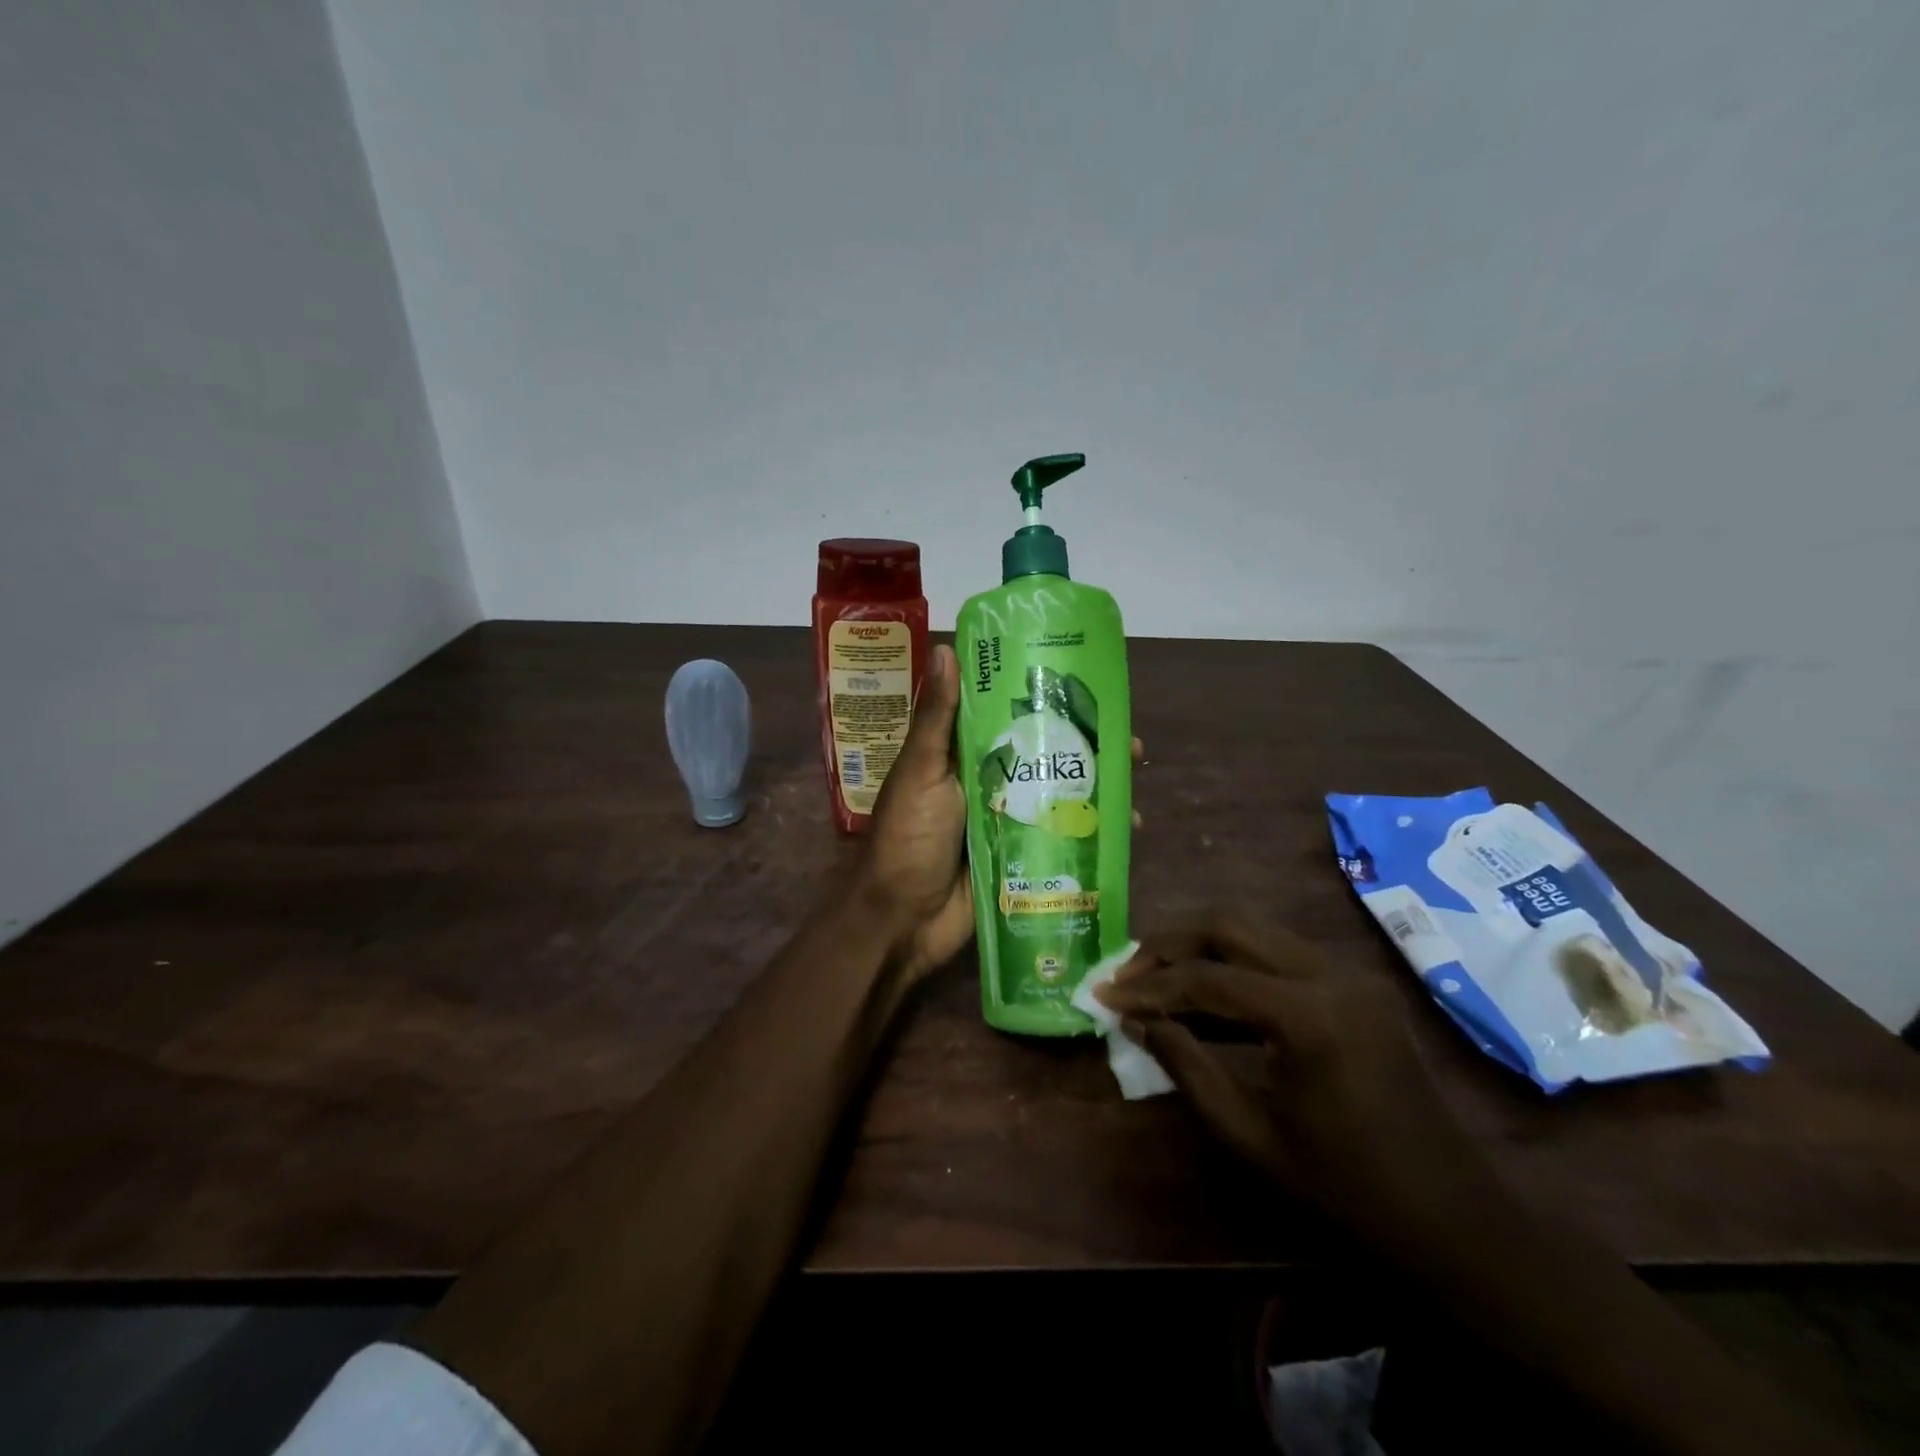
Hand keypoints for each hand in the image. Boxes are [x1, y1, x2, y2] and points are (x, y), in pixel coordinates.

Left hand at [864, 645, 1148, 980]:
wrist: (902, 921)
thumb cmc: (907, 839)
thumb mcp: (921, 772)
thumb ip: (937, 718)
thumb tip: (946, 648)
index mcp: (965, 755)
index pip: (1012, 716)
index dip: (1050, 702)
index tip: (1092, 691)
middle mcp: (991, 783)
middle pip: (1046, 757)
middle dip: (1088, 751)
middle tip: (1131, 748)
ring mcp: (1008, 822)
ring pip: (1058, 797)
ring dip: (1096, 792)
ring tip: (1134, 792)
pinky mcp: (1021, 859)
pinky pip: (1059, 839)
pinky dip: (1090, 834)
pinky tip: (1125, 833)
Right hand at [1095, 917, 1484, 1239]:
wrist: (1455, 1224)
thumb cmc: (1347, 1193)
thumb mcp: (1250, 1137)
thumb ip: (1186, 1067)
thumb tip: (1136, 1020)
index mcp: (1308, 1015)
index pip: (1207, 980)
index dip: (1149, 986)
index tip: (1103, 995)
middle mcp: (1331, 975)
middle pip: (1230, 927)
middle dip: (1170, 944)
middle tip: (1127, 972)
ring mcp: (1350, 975)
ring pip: (1256, 931)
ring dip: (1201, 948)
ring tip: (1156, 977)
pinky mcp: (1358, 986)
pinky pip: (1281, 955)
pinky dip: (1237, 965)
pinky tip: (1207, 995)